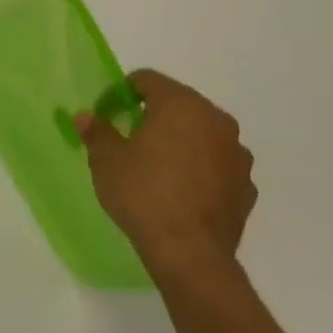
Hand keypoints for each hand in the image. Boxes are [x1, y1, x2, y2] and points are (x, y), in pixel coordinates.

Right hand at [74, 69, 255, 288]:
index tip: (107, 113)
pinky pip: (216, 164)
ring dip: (180, 141)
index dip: (122, 92)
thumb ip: (97, 132)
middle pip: (179, 104)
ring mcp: (237, 154)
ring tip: (156, 166)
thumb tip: (86, 116)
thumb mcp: (106, 160)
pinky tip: (180, 190)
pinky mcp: (246, 185)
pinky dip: (199, 168)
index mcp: (182, 106)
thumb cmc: (143, 194)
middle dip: (153, 115)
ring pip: (201, 134)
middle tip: (128, 137)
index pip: (148, 80)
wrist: (189, 252)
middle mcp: (217, 121)